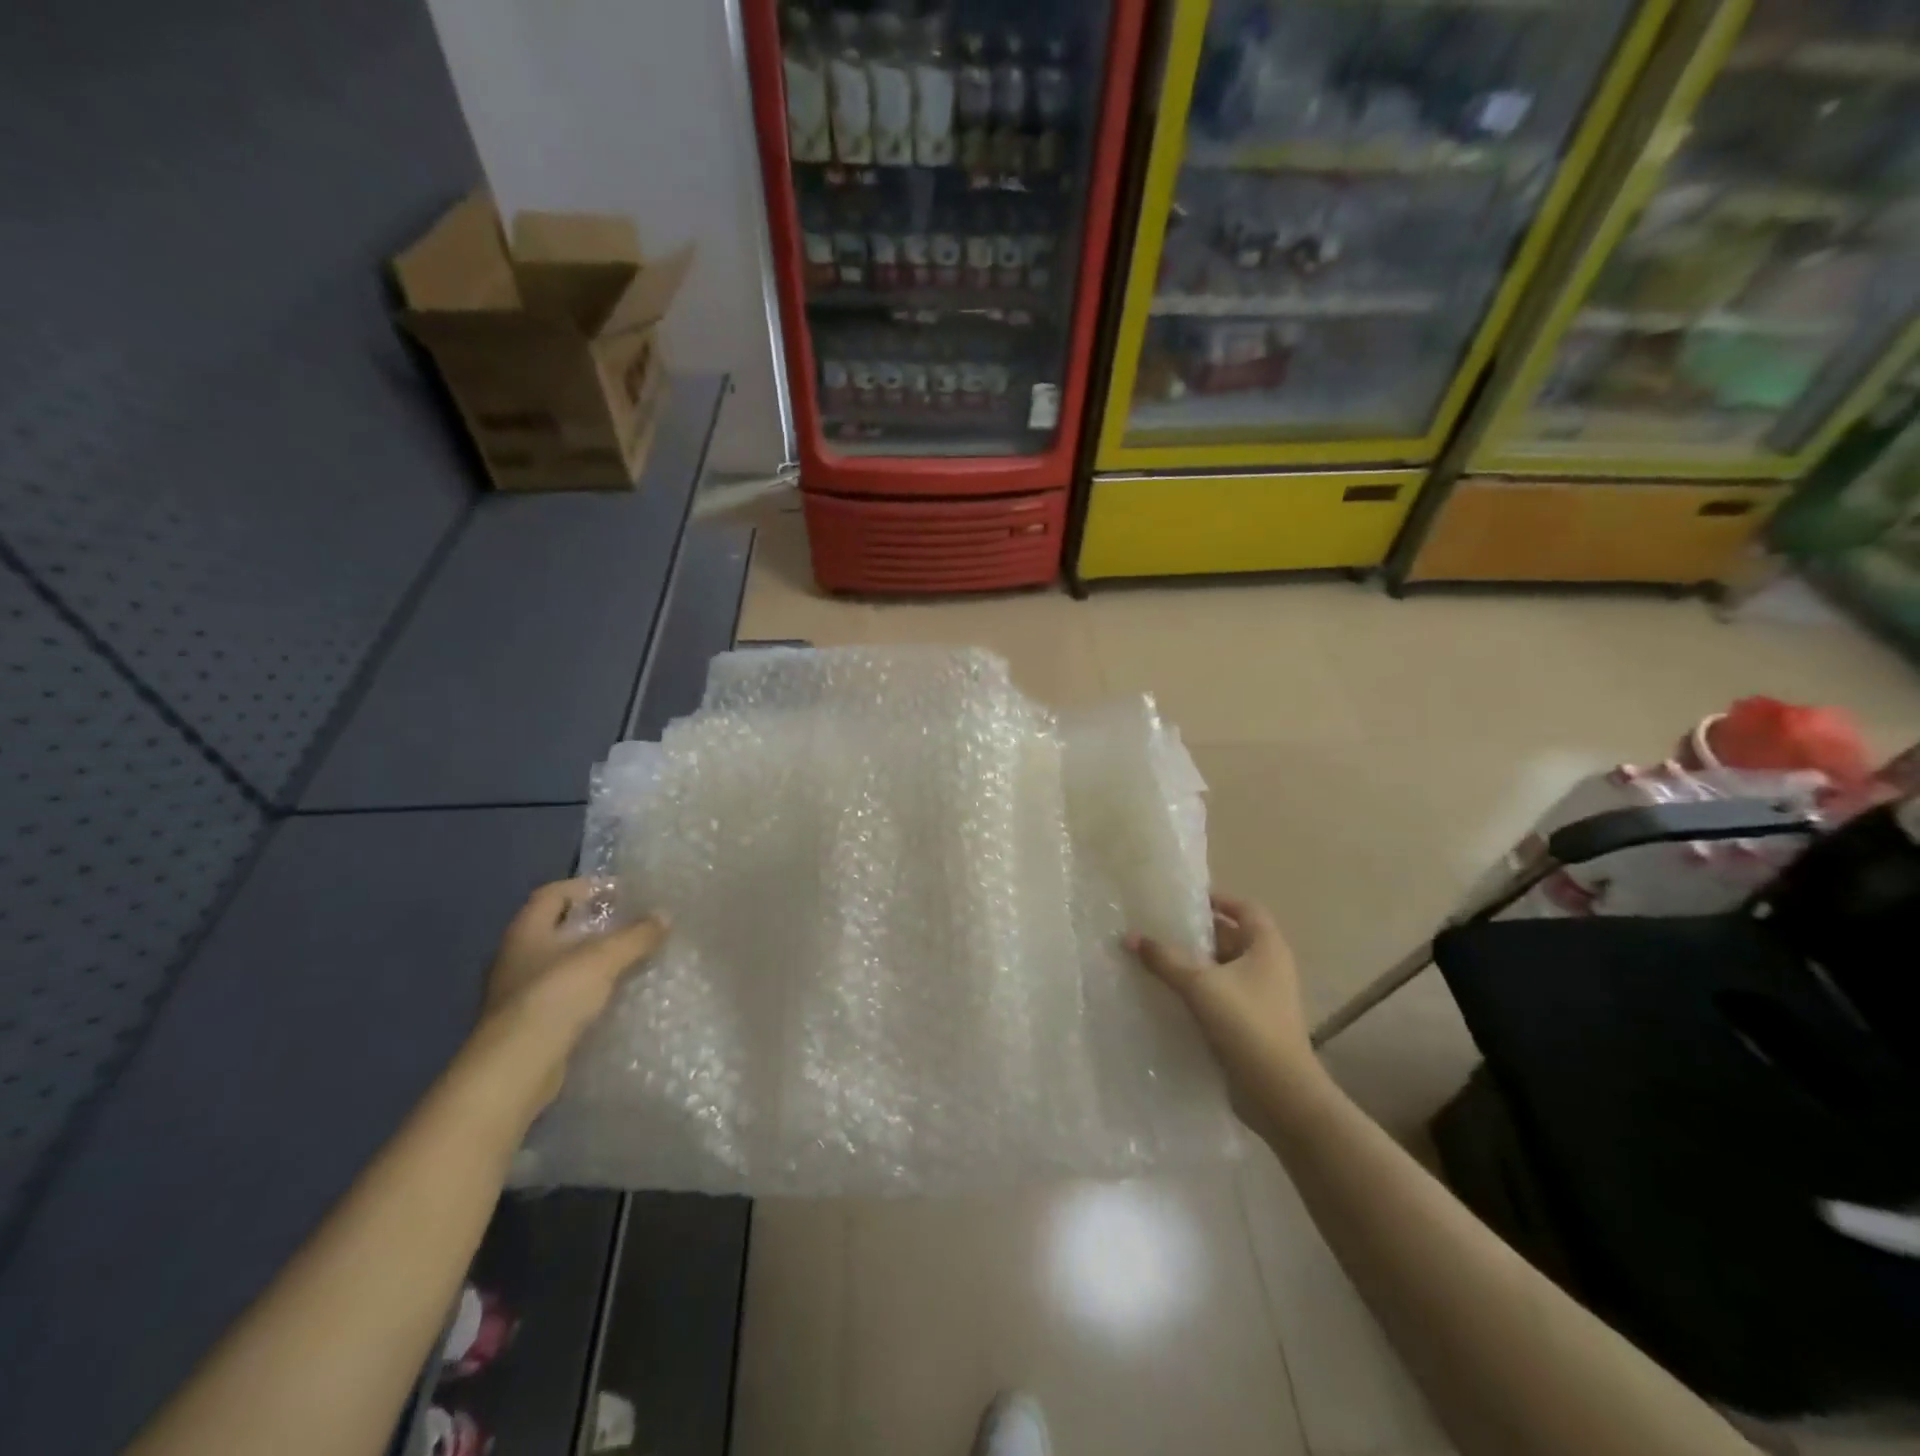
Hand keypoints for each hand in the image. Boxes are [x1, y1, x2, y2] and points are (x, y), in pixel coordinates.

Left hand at [469, 878, 668, 1111]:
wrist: (517, 1067)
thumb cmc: (556, 996)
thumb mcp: (604, 958)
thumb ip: (636, 935)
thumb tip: (665, 914)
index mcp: (526, 931)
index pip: (553, 893)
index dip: (585, 886)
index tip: (620, 891)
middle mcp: (515, 956)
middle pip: (555, 927)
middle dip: (591, 923)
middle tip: (628, 923)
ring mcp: (517, 992)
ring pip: (558, 962)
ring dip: (589, 958)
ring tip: (627, 958)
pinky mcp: (527, 1022)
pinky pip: (561, 993)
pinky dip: (585, 988)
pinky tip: (611, 994)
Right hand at [1127, 895, 1319, 1124]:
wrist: (1279, 1093)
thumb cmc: (1246, 1024)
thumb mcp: (1200, 985)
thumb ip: (1165, 959)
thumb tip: (1130, 936)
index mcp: (1267, 947)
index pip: (1244, 908)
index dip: (1217, 899)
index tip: (1183, 900)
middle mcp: (1269, 966)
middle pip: (1231, 937)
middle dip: (1197, 932)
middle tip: (1159, 928)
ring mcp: (1262, 997)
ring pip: (1224, 968)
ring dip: (1195, 963)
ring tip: (1156, 959)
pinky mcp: (1252, 1023)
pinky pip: (1221, 995)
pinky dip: (1199, 990)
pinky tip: (1169, 994)